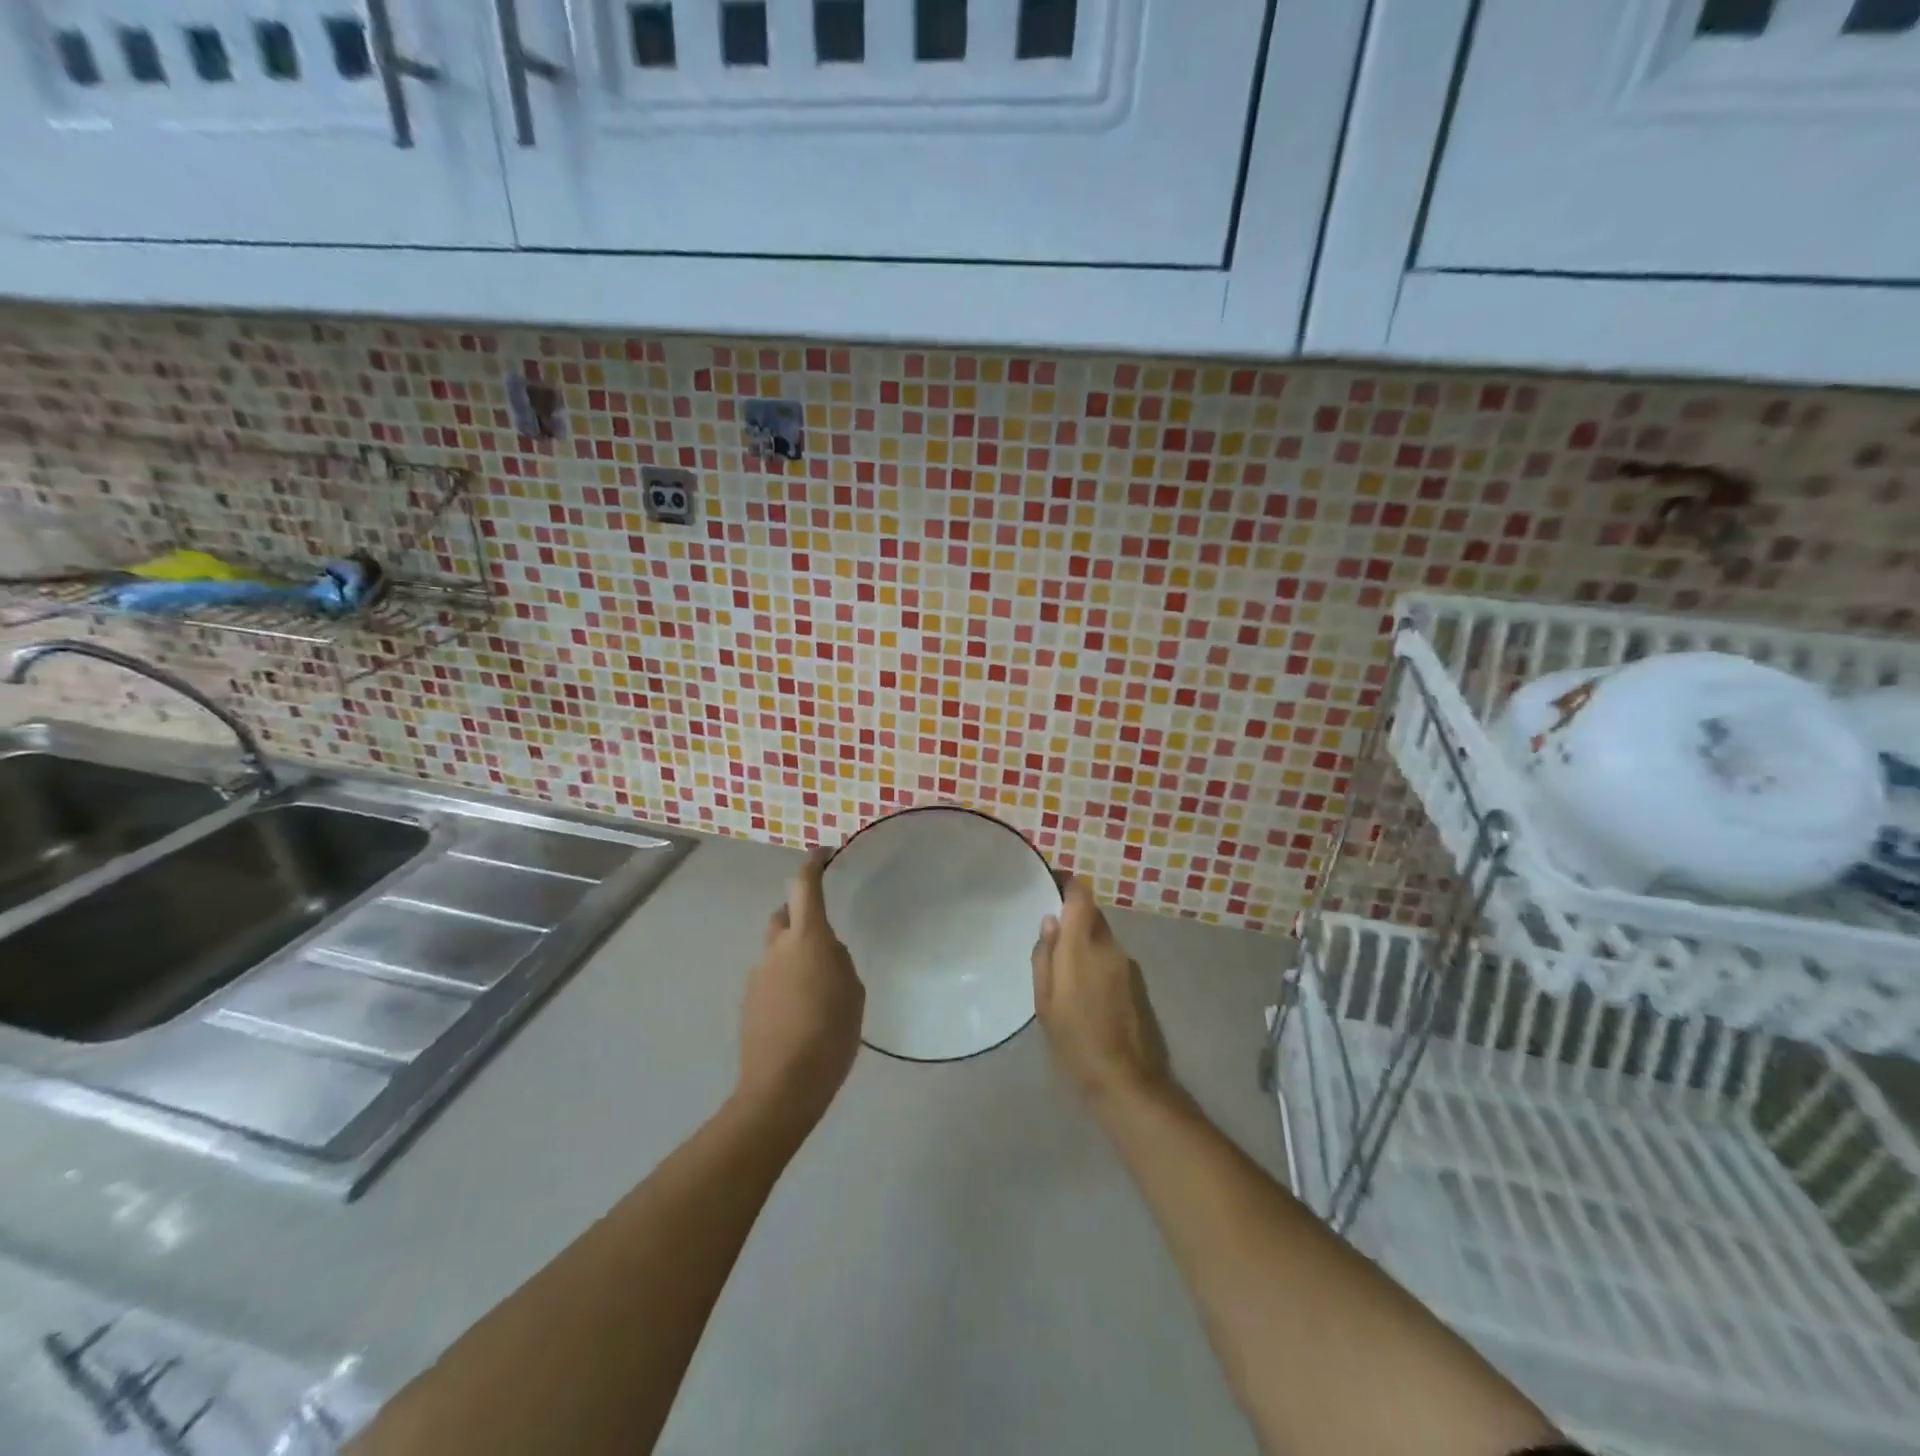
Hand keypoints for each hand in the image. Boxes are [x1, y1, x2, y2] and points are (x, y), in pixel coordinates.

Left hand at [736, 850, 865, 1132]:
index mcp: (807, 937)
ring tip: (817, 982)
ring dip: (794, 952)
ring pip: (777, 948)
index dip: (813, 864)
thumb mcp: (853, 992)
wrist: (782, 1087)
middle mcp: (776, 948)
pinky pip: (770, 975)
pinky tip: (801, 1008)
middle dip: (800, 913)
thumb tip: (824, 953)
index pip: (804, 886)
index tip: (823, 853)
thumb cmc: (830, 1033)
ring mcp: (757, 974)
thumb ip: (839, 961)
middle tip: (824, 933)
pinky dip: (785, 978)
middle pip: (784, 914)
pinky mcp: (749, 1001)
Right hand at [1032, 878, 1172, 1109]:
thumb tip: (1050, 922)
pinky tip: (1086, 989)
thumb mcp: (1045, 1003)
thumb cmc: (1075, 1041)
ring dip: (1085, 942)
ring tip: (1064, 968)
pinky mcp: (1138, 983)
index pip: (1081, 896)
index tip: (1051, 883)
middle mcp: (1109, 946)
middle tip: (1050, 935)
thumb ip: (1045, 957)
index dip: (1068, 884)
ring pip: (1102, 938)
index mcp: (1083, 946)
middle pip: (1092, 915)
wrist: (1126, 1081)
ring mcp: (1128, 965)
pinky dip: (1097, 961)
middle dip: (1073, 917)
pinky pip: (1112, 958)